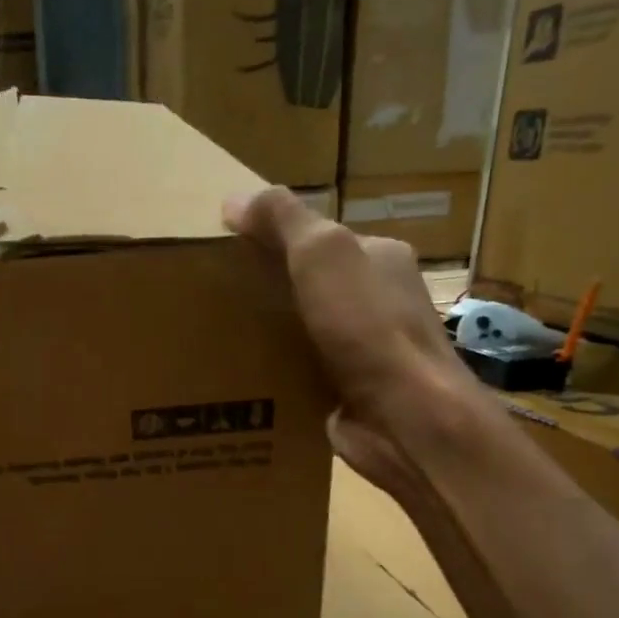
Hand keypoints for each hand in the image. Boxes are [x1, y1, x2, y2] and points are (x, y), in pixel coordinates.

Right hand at [225, 186, 481, 493]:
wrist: (405, 418)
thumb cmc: (367, 327)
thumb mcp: (323, 255)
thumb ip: (283, 220)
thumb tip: (234, 198)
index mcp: (379, 259)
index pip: (319, 240)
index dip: (273, 241)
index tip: (226, 254)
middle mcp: (376, 302)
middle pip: (309, 287)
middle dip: (265, 292)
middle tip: (213, 300)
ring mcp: (364, 351)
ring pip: (302, 333)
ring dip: (266, 338)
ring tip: (214, 340)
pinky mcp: (346, 393)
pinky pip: (300, 375)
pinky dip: (274, 376)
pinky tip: (239, 380)